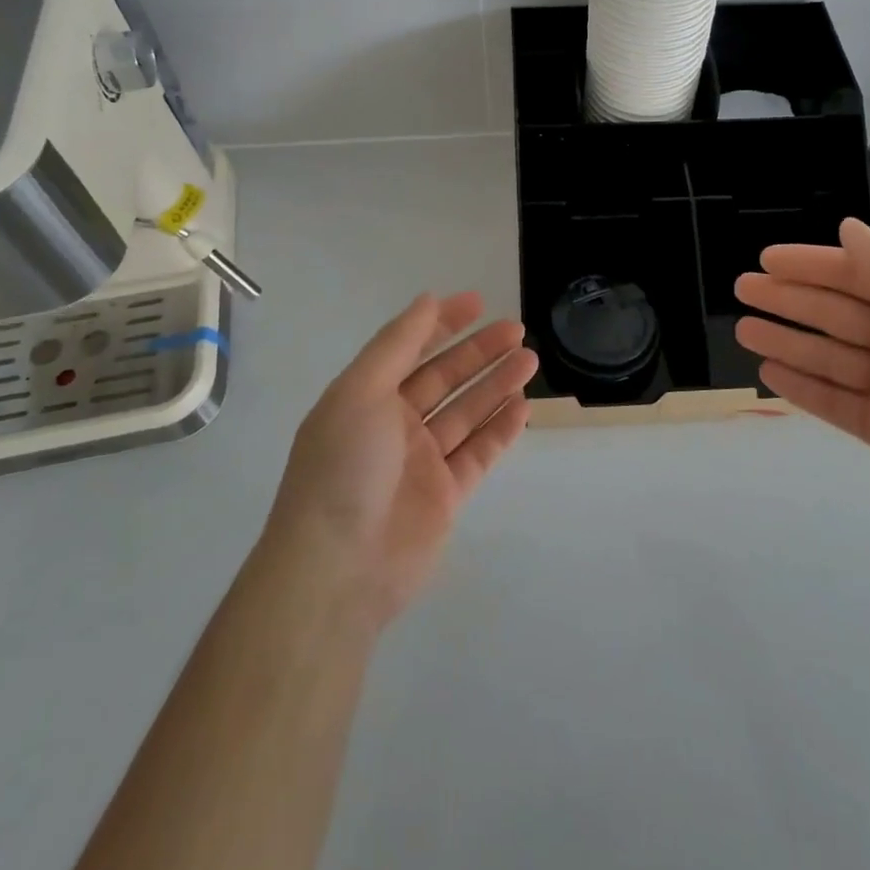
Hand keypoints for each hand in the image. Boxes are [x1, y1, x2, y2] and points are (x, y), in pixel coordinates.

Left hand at [262, 293, 535, 629]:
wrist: (338, 569)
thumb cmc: (345, 466)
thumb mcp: (361, 391)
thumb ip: (397, 344)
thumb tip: (427, 299)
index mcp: (366, 397)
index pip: (410, 348)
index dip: (442, 324)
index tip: (477, 303)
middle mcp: (394, 425)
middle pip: (444, 378)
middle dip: (479, 352)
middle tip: (517, 330)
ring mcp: (421, 462)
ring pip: (466, 413)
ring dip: (496, 384)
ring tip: (530, 359)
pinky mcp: (446, 496)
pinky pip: (478, 453)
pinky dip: (500, 429)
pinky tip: (523, 406)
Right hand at [735, 218, 869, 549]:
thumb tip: (847, 227)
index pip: (855, 275)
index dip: (810, 265)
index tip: (766, 258)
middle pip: (834, 313)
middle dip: (788, 299)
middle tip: (741, 289)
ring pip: (827, 356)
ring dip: (786, 341)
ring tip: (742, 330)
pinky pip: (834, 401)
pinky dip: (802, 387)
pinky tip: (769, 373)